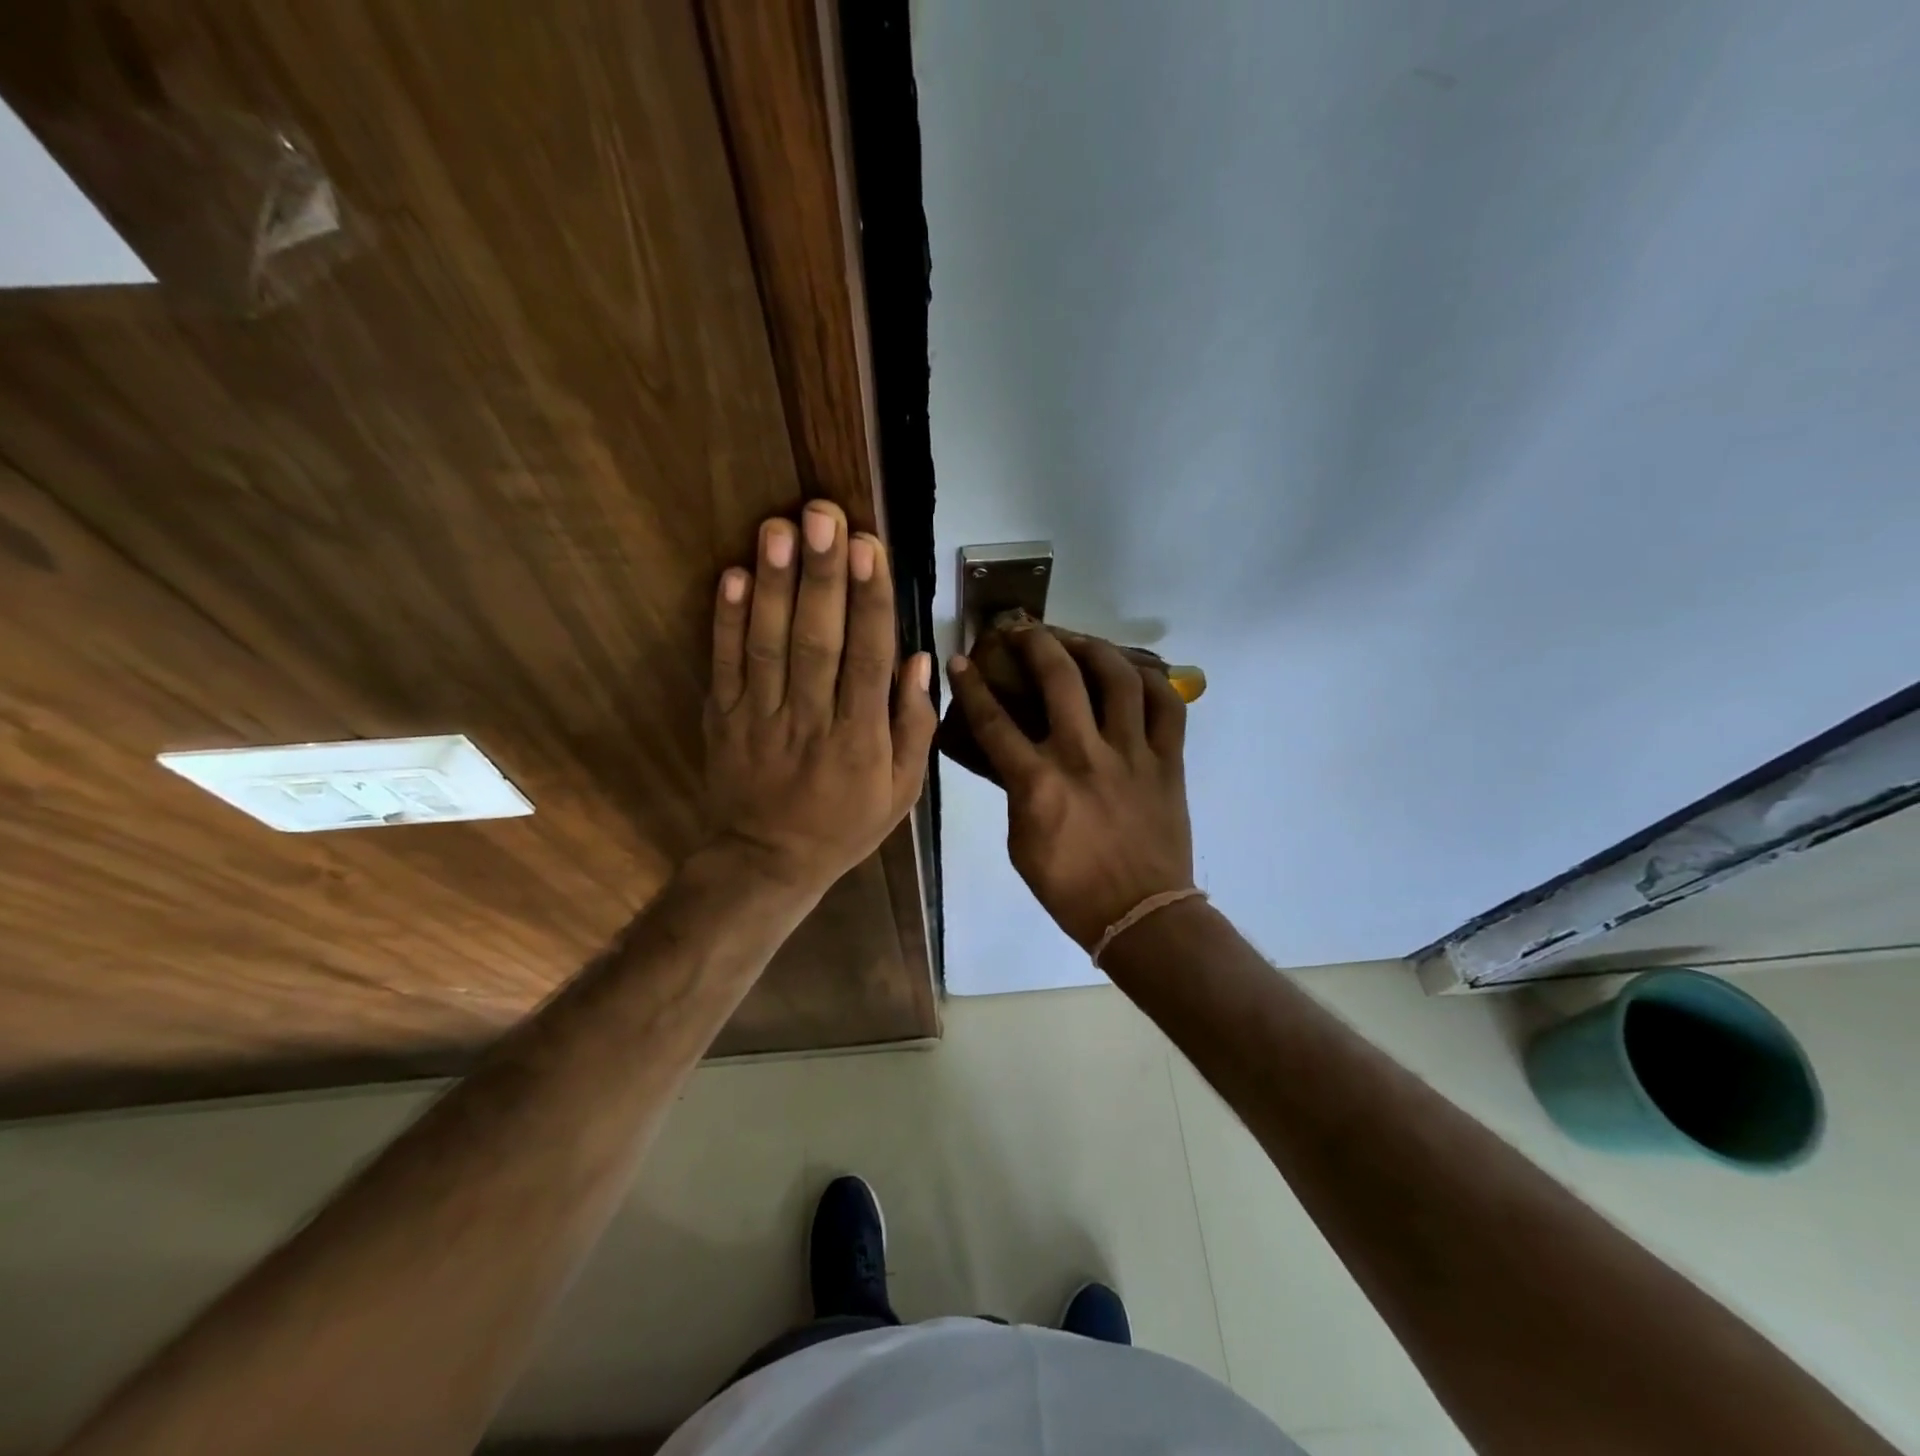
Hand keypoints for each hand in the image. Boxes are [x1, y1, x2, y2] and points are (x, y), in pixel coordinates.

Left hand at [705, 501, 935, 898]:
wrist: (767, 862)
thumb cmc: (844, 825)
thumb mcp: (901, 793)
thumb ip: (913, 727)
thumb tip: (917, 660)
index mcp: (860, 739)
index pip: (868, 660)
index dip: (870, 602)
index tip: (870, 548)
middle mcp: (810, 721)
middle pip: (818, 641)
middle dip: (822, 575)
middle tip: (824, 515)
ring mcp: (760, 717)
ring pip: (768, 644)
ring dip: (774, 584)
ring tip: (779, 528)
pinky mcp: (723, 717)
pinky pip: (725, 665)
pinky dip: (726, 620)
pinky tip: (734, 575)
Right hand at [947, 625, 1194, 949]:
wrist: (1140, 914)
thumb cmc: (1070, 887)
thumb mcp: (1021, 843)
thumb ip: (1017, 792)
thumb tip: (1018, 757)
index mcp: (1039, 782)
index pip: (994, 721)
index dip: (972, 685)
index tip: (962, 659)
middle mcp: (1084, 756)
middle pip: (1058, 678)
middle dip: (1034, 642)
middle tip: (1021, 628)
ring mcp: (1132, 754)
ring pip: (1117, 679)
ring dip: (1092, 647)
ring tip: (1076, 639)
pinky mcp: (1168, 762)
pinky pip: (1168, 707)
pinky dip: (1151, 682)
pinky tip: (1133, 673)